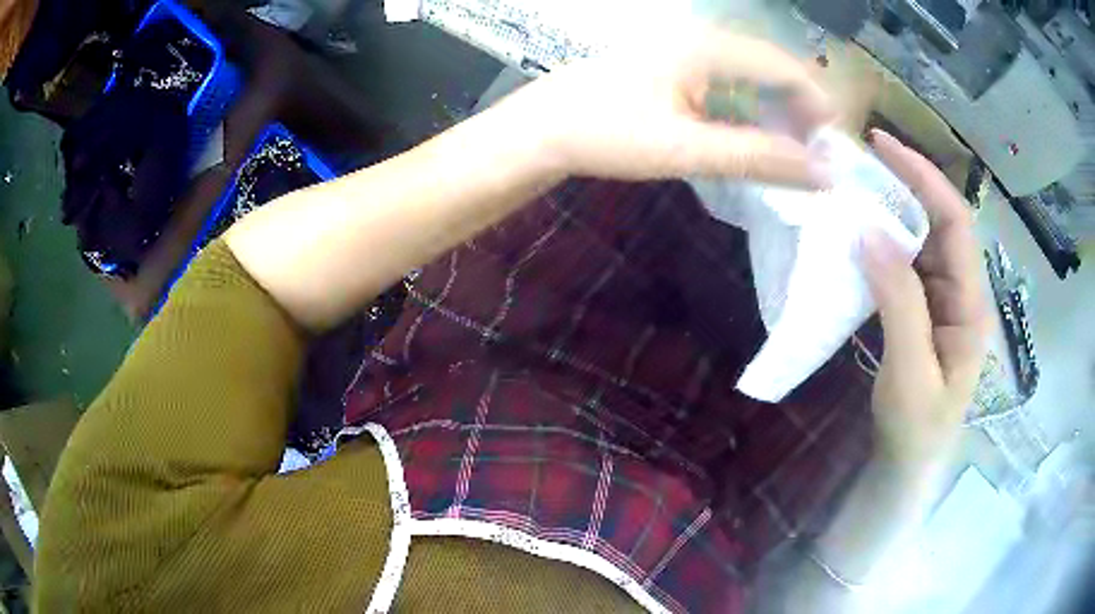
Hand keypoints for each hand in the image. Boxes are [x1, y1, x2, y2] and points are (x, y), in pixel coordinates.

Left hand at [495, 27, 833, 186]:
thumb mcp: (686, 148)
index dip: (817, 105)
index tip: (834, 148)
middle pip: (769, 70)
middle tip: (814, 157)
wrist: (539, 131)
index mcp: (706, 47)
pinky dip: (746, 114)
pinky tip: (750, 142)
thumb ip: (757, 157)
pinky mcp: (672, 73)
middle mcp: (699, 42)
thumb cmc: (605, 134)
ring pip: (748, 80)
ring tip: (789, 156)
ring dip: (773, 115)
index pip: (783, 67)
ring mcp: (683, 55)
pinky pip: (725, 88)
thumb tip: (821, 173)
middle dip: (798, 112)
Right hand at [862, 129, 988, 476]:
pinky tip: (859, 238)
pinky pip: (906, 264)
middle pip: (940, 222)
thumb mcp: (910, 374)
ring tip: (853, 192)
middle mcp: (962, 291)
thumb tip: (870, 232)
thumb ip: (899, 304)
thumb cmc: (916, 430)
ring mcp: (943, 300)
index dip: (924, 177)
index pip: (955, 222)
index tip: (882, 146)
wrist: (909, 466)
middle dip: (905, 185)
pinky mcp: (924, 309)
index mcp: (971, 305)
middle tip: (858, 164)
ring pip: (921, 240)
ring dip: (890, 212)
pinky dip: (882, 244)